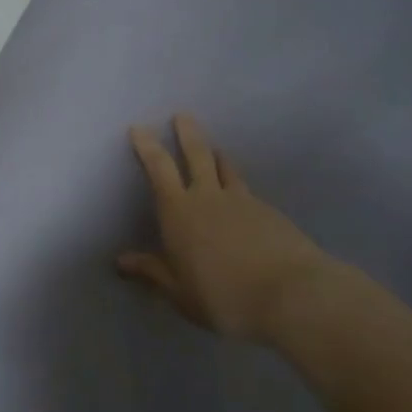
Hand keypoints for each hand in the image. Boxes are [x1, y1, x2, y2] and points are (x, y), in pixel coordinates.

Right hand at [118, 115, 393, 348]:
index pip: (159, 169)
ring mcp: (243, 201)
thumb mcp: (180, 293)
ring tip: (214, 148)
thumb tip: (120, 261)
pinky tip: (241, 198)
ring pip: (225, 168)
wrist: (291, 294)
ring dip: (216, 155)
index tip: (140, 128)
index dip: (147, 147)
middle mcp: (208, 197)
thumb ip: (152, 272)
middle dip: (187, 133)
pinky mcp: (269, 211)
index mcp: (179, 212)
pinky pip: (246, 190)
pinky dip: (237, 185)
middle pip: (197, 154)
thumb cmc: (223, 296)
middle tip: (182, 114)